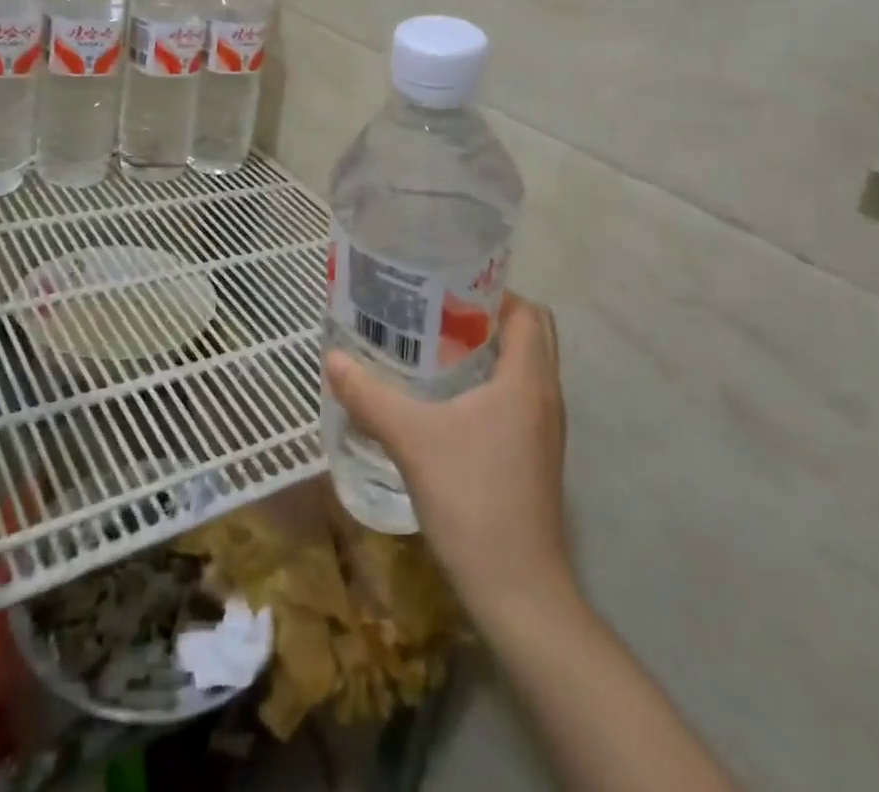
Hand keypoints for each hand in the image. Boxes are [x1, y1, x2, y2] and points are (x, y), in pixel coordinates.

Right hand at [324, 293, 571, 634]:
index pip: (527, 311)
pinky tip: (449, 399)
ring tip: (438, 346)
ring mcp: (546, 429)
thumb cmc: (472, 500)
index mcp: (528, 379)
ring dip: (492, 350)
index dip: (493, 291)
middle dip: (490, 316)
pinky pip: (521, 397)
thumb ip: (370, 396)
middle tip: (440, 313)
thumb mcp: (412, 440)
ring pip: (526, 367)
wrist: (518, 591)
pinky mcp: (538, 455)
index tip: (448, 287)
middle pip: (531, 334)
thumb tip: (332, 358)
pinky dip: (493, 382)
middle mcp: (546, 395)